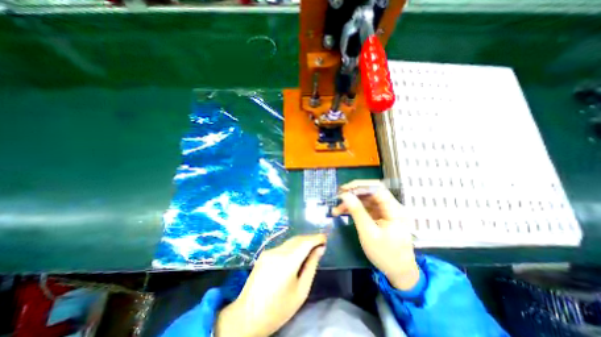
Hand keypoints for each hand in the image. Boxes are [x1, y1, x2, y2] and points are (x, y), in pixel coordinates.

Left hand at [216, 234, 325, 336]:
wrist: (247, 316)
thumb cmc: (278, 309)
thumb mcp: (301, 291)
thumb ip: (311, 266)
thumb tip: (320, 250)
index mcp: (287, 262)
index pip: (306, 242)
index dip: (317, 238)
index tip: (325, 238)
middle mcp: (277, 252)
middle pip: (298, 239)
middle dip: (310, 238)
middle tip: (320, 243)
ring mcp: (269, 251)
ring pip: (290, 241)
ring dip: (302, 242)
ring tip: (310, 248)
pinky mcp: (264, 254)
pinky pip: (282, 246)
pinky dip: (292, 246)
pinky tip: (296, 254)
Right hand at [331, 181, 418, 290]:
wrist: (398, 272)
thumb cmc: (385, 255)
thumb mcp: (368, 233)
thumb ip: (357, 212)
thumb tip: (344, 195)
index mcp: (394, 209)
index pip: (377, 188)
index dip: (359, 186)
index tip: (343, 189)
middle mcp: (391, 206)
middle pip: (371, 192)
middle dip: (353, 193)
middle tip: (338, 197)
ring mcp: (385, 211)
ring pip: (366, 200)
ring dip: (351, 202)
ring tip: (336, 209)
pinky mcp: (380, 216)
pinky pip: (366, 207)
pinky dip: (354, 209)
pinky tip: (343, 212)